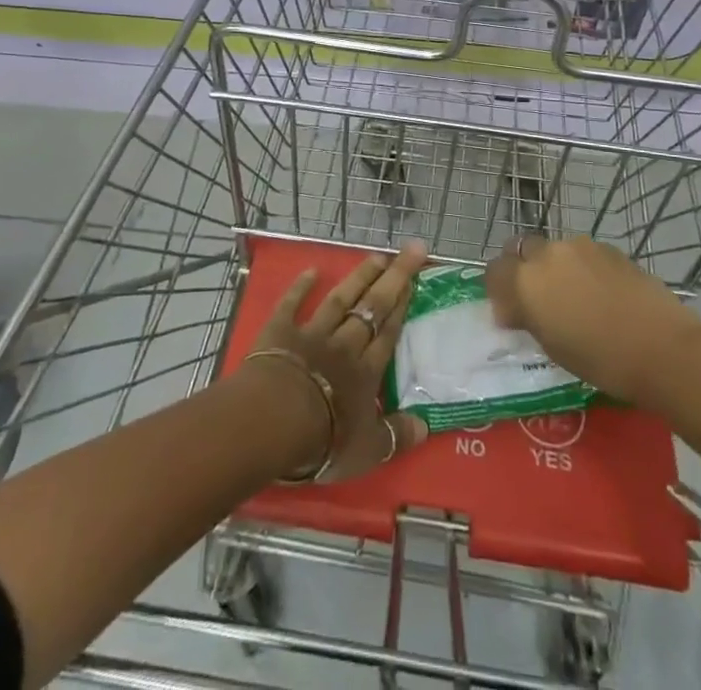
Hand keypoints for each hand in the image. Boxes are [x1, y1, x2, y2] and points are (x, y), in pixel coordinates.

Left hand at [247, 242, 431, 482]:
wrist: (274, 420)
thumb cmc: (324, 440)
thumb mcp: (369, 451)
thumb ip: (397, 436)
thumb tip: (426, 427)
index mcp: (366, 372)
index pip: (388, 333)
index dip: (402, 306)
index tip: (414, 280)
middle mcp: (344, 345)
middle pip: (372, 307)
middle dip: (393, 278)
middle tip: (410, 250)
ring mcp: (312, 334)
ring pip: (340, 300)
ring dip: (359, 277)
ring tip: (376, 256)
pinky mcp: (280, 331)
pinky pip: (291, 304)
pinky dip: (300, 287)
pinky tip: (311, 271)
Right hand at [485, 236, 700, 409]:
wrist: (662, 348)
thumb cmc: (601, 361)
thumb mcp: (552, 347)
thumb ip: (528, 318)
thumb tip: (514, 310)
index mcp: (526, 281)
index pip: (494, 271)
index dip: (498, 290)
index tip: (510, 312)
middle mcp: (548, 254)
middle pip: (521, 250)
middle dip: (522, 269)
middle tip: (537, 299)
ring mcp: (580, 246)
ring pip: (554, 250)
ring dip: (554, 268)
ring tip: (574, 297)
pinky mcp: (608, 248)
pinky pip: (583, 254)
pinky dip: (582, 268)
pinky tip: (601, 294)